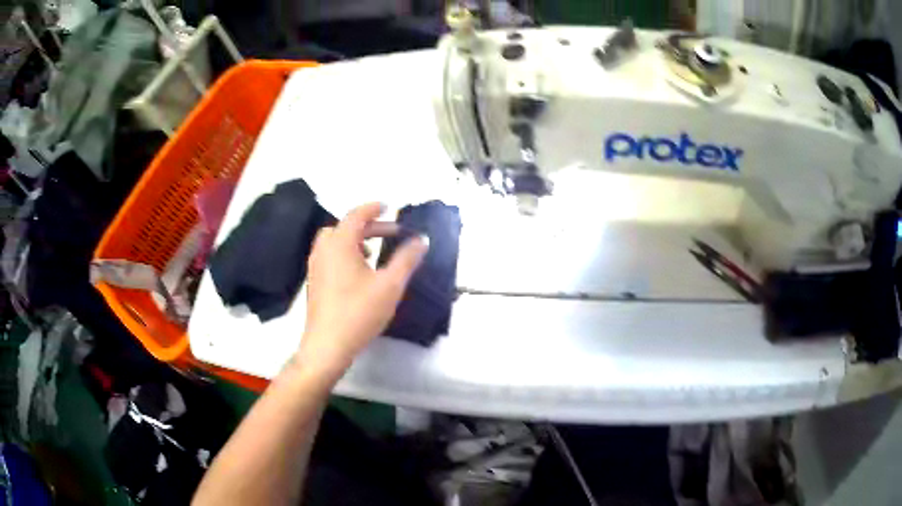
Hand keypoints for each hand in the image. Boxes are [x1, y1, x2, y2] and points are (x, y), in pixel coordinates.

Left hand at [295, 203, 428, 380]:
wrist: (327, 345)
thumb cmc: (359, 312)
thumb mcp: (390, 285)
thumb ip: (407, 259)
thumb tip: (421, 240)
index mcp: (339, 244)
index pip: (356, 215)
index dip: (373, 208)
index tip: (389, 207)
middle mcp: (323, 250)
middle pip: (344, 227)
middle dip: (367, 226)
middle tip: (389, 232)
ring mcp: (315, 266)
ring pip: (334, 242)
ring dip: (354, 239)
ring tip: (372, 251)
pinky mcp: (314, 282)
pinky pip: (329, 256)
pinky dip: (344, 253)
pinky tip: (358, 273)